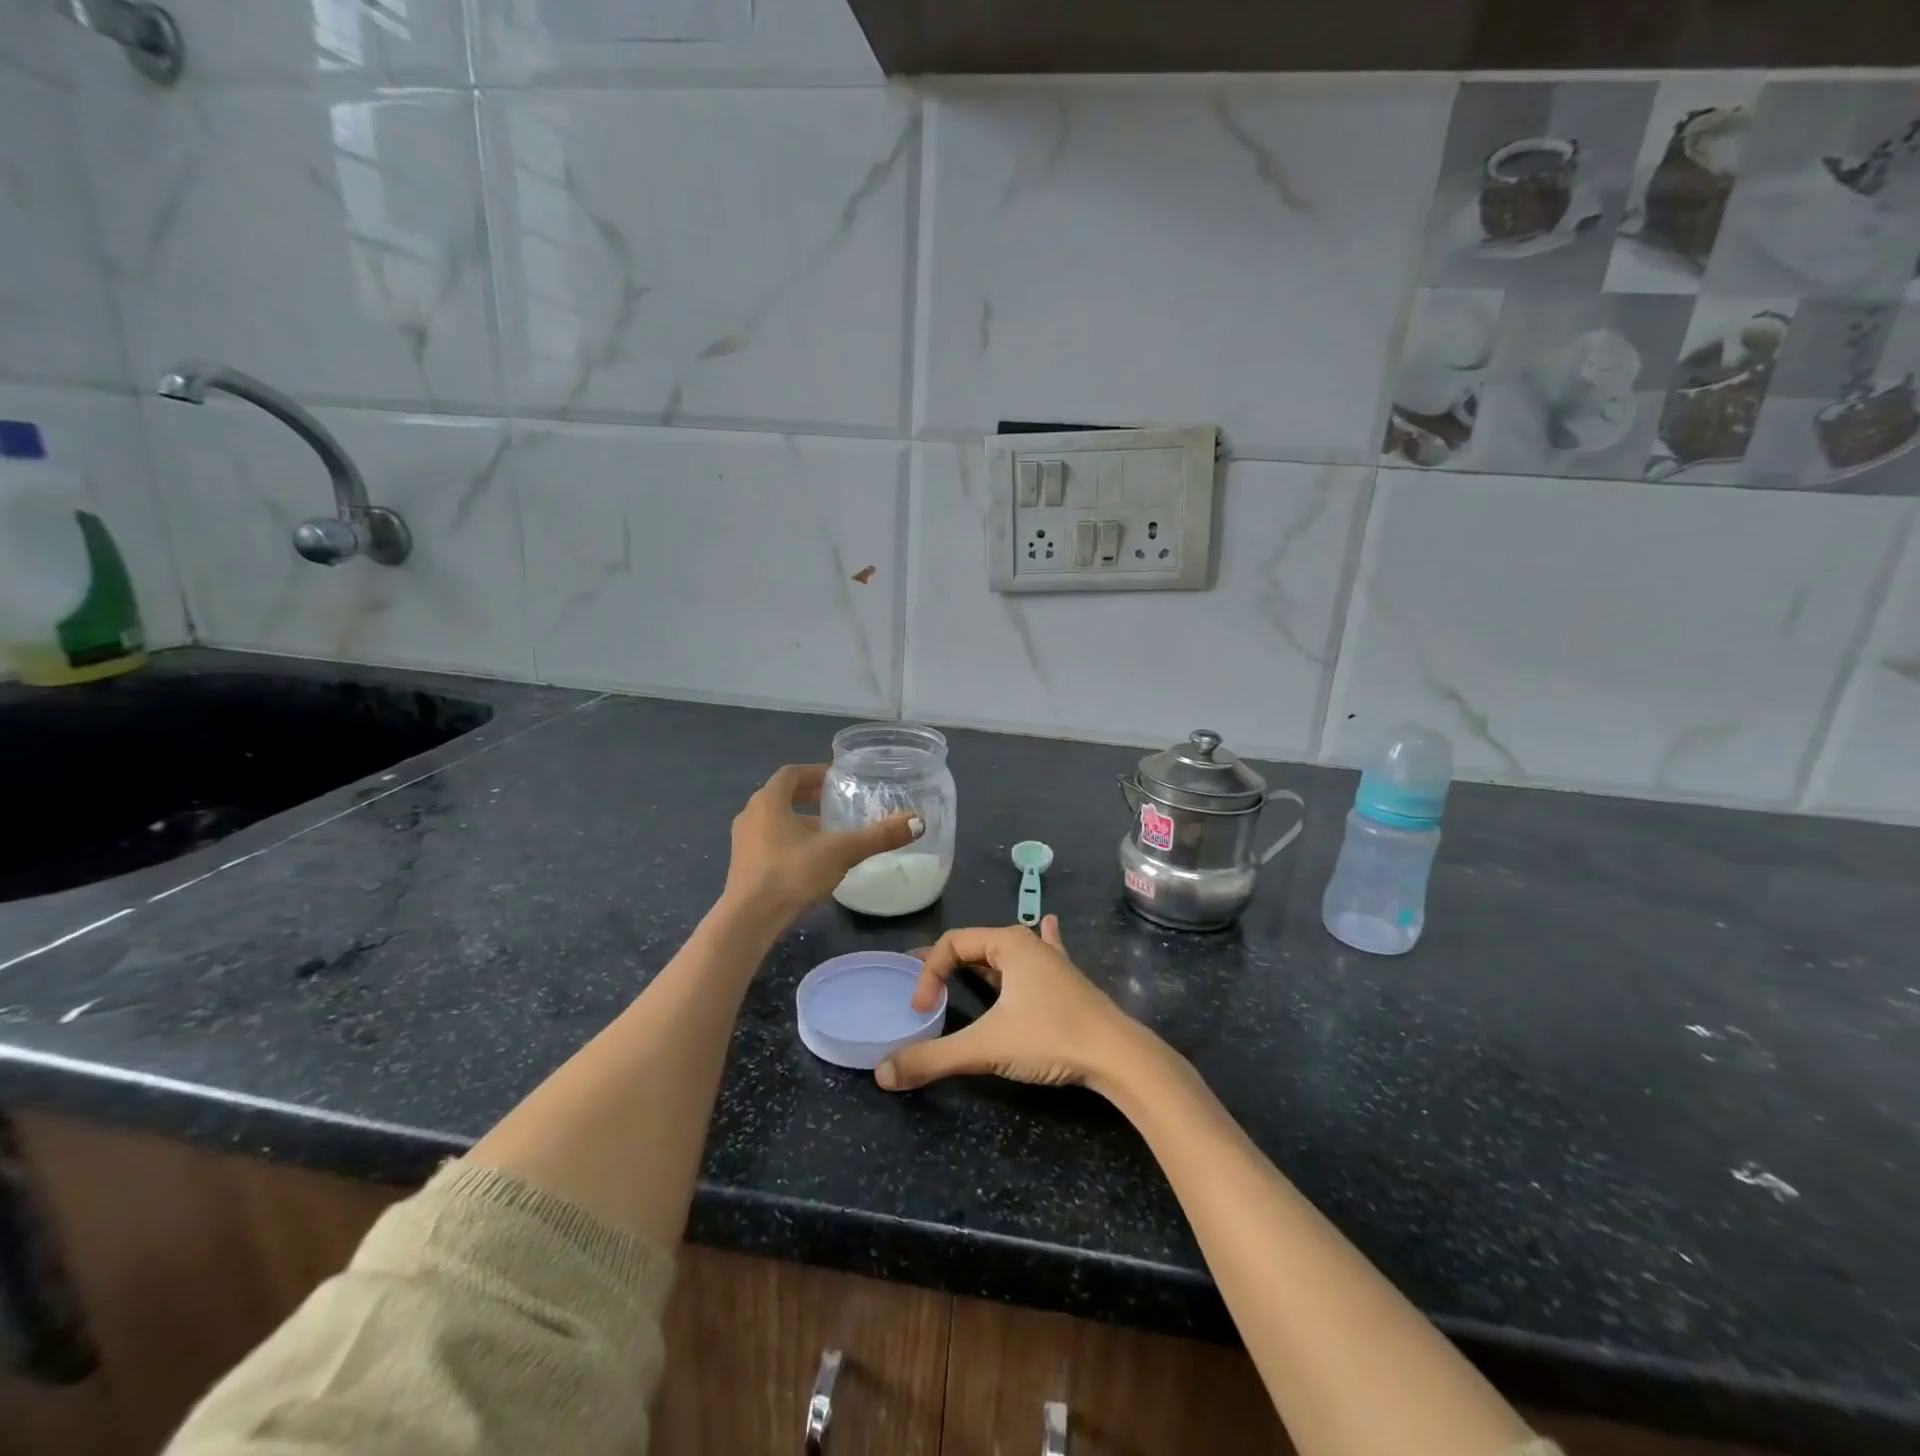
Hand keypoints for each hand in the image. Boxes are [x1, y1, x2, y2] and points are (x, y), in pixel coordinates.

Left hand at [724, 763, 921, 923]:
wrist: (749, 921)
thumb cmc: (791, 874)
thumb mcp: (840, 852)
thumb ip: (878, 836)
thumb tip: (918, 822)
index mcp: (768, 801)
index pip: (791, 774)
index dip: (815, 773)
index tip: (837, 779)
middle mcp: (751, 815)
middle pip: (782, 796)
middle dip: (809, 798)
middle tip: (837, 802)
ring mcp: (744, 843)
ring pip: (775, 822)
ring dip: (800, 822)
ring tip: (830, 833)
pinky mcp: (744, 867)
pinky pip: (770, 843)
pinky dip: (791, 843)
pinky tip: (812, 861)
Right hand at [875, 917, 1149, 1093]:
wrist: (1118, 1057)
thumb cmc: (1050, 1037)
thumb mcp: (986, 1047)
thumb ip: (934, 1058)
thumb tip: (883, 1074)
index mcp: (1009, 943)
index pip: (952, 944)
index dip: (928, 973)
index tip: (920, 1011)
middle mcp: (1030, 944)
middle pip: (976, 944)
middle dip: (948, 962)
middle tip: (924, 984)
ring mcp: (1052, 962)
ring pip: (1007, 952)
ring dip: (983, 958)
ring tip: (961, 965)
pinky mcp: (1067, 982)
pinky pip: (1043, 954)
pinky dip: (1036, 944)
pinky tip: (1049, 924)